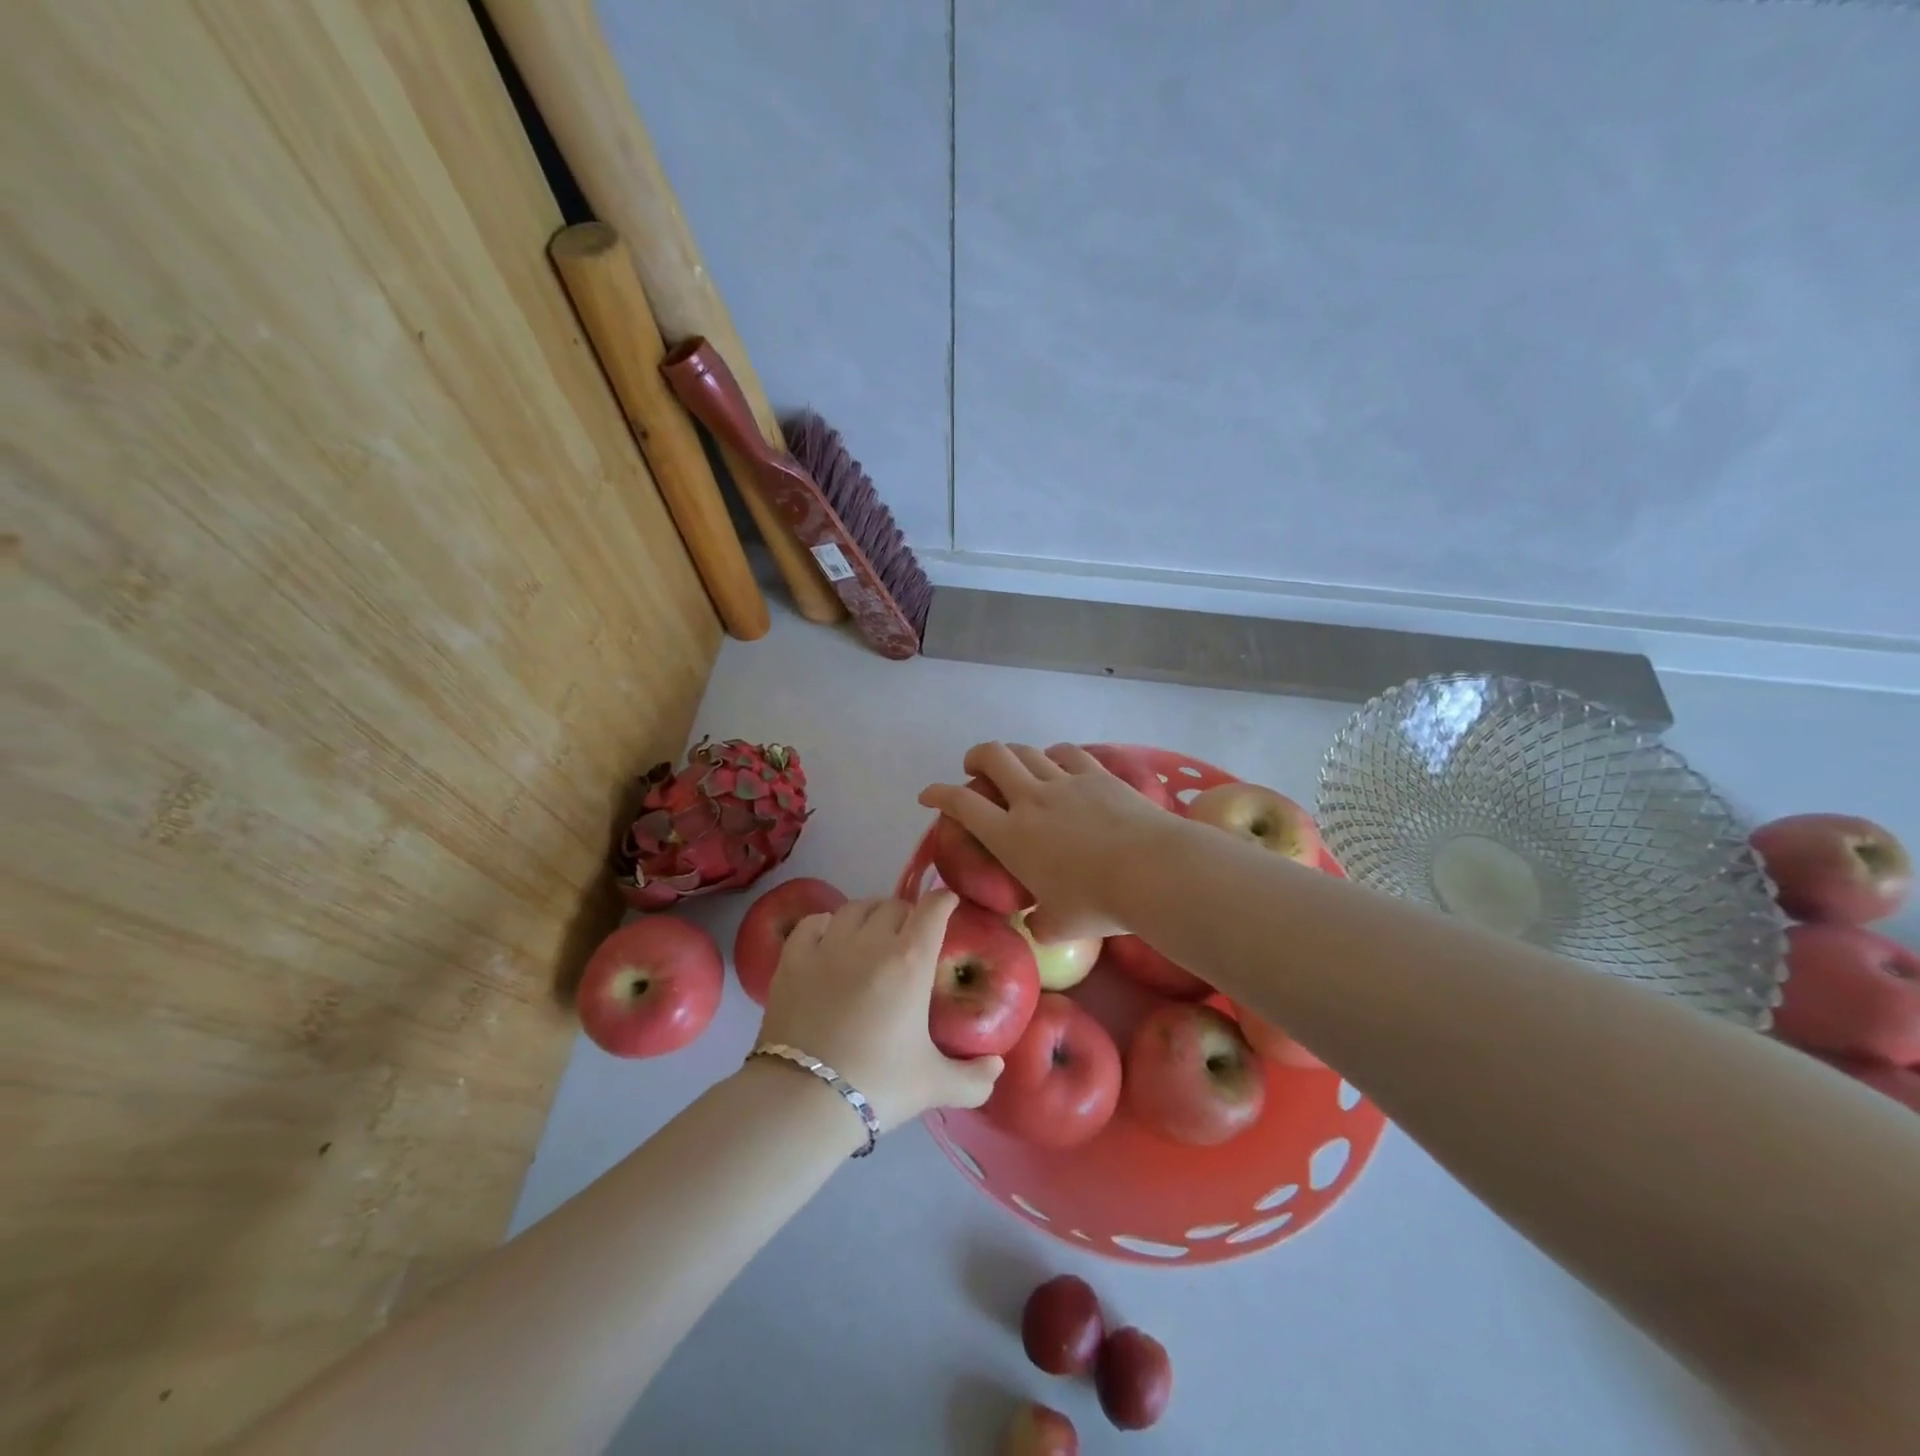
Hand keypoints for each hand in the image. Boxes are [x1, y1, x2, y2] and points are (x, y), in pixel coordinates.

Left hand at [759, 893, 1002, 1131]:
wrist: (803, 1100)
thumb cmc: (878, 1085)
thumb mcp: (934, 1086)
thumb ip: (974, 1078)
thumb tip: (996, 1065)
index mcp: (910, 961)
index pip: (933, 909)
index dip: (944, 901)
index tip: (949, 904)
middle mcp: (871, 941)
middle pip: (894, 905)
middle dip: (907, 914)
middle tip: (910, 935)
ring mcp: (828, 946)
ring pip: (855, 908)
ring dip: (869, 914)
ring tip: (871, 933)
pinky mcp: (792, 959)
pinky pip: (814, 922)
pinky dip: (826, 924)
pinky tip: (829, 939)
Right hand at [918, 742, 1175, 942]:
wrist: (1152, 871)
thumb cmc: (1099, 903)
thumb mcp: (1060, 925)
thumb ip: (1041, 923)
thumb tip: (1038, 925)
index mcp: (1010, 837)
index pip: (962, 804)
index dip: (938, 794)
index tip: (928, 795)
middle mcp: (1030, 800)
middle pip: (992, 756)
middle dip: (975, 756)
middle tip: (973, 768)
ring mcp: (1064, 782)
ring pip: (1027, 751)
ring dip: (1013, 753)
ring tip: (1014, 764)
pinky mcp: (1097, 775)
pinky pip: (1067, 753)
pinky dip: (1054, 754)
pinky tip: (1057, 762)